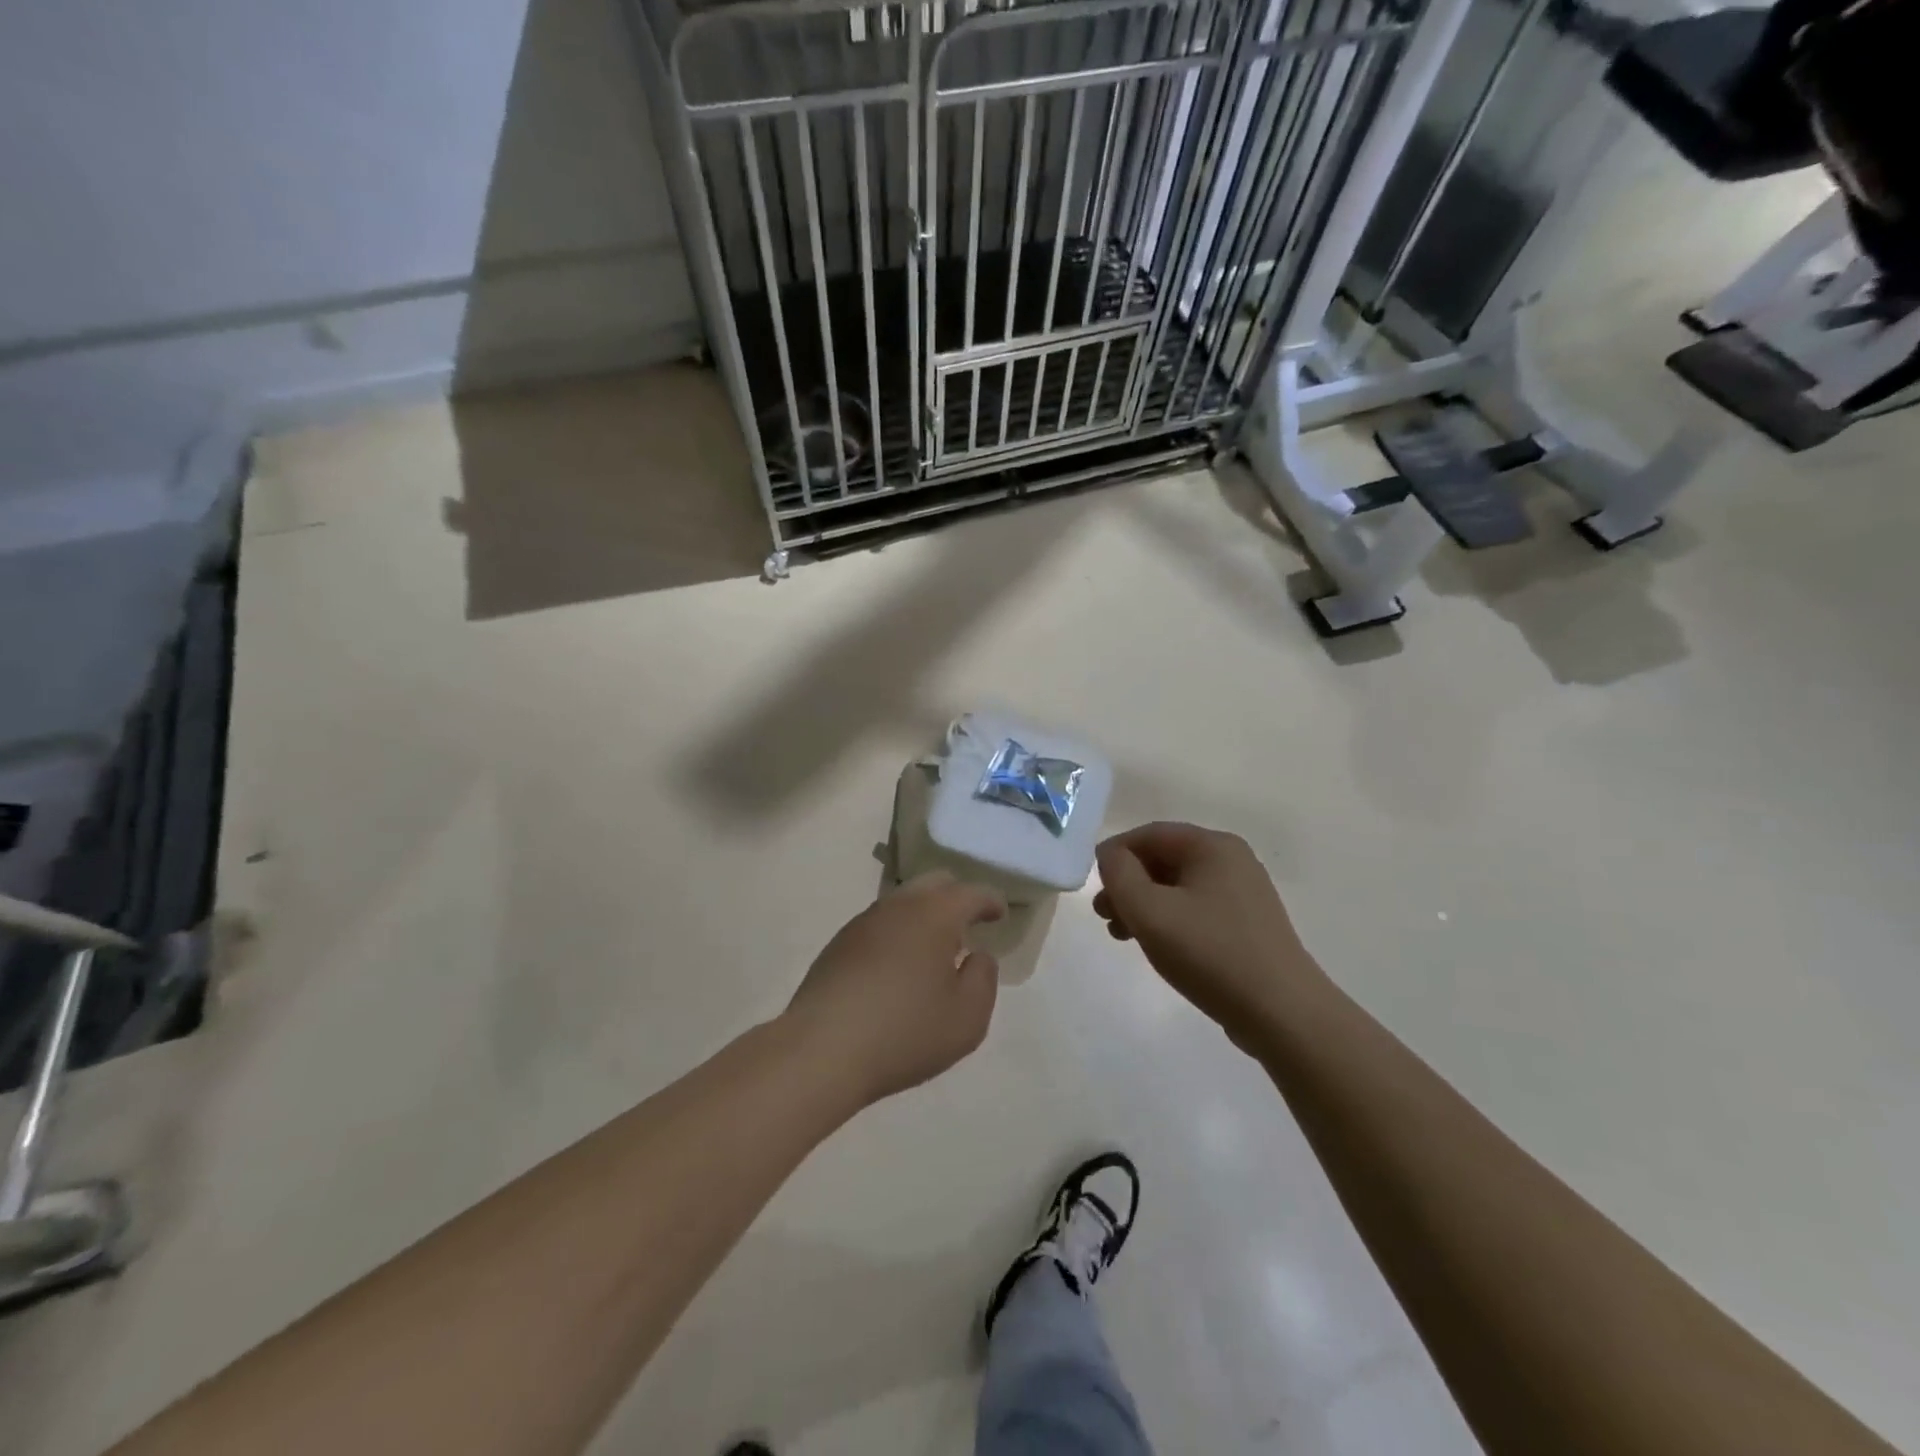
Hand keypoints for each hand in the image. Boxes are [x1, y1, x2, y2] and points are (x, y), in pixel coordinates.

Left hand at [783, 872, 1006, 1108]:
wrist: (821, 1050)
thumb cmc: (904, 1032)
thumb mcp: (967, 1018)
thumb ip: (983, 979)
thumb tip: (977, 955)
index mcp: (934, 914)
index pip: (971, 893)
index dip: (991, 901)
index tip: (1000, 914)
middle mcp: (898, 906)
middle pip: (934, 883)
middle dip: (957, 897)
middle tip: (970, 922)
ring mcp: (863, 923)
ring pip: (904, 902)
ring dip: (925, 915)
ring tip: (935, 947)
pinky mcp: (839, 945)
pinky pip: (880, 925)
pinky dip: (899, 933)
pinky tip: (899, 966)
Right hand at [1094, 823, 1328, 1048]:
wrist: (1281, 1012)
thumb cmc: (1209, 953)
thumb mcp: (1149, 910)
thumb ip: (1119, 874)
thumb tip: (1111, 856)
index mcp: (1212, 846)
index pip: (1150, 834)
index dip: (1115, 853)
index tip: (1092, 883)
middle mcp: (1232, 861)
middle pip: (1164, 859)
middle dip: (1127, 884)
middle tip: (1103, 915)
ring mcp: (1244, 893)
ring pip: (1178, 887)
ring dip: (1143, 905)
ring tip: (1121, 935)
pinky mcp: (1248, 925)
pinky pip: (1196, 909)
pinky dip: (1169, 920)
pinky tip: (1156, 947)